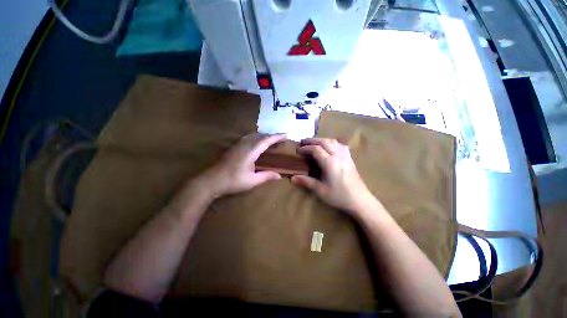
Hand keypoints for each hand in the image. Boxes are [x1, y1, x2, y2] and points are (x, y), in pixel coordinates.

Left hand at [200, 133, 285, 197]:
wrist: (212, 181)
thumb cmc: (233, 181)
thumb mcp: (252, 181)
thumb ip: (266, 176)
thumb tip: (279, 175)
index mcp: (250, 152)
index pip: (266, 141)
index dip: (276, 137)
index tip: (285, 135)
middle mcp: (245, 145)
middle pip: (260, 136)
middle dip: (271, 135)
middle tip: (280, 138)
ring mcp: (238, 145)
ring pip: (253, 135)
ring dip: (263, 135)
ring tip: (271, 139)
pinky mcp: (234, 147)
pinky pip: (248, 138)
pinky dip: (256, 137)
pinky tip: (257, 141)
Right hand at [291, 138, 374, 212]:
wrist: (360, 200)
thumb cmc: (339, 196)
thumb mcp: (320, 190)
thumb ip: (306, 182)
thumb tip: (292, 178)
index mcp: (330, 163)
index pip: (316, 149)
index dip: (306, 148)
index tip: (298, 150)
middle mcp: (338, 156)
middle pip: (324, 142)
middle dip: (312, 140)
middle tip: (303, 142)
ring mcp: (345, 156)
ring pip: (333, 141)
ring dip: (322, 140)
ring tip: (314, 142)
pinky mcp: (350, 158)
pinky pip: (340, 145)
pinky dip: (332, 143)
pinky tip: (330, 146)